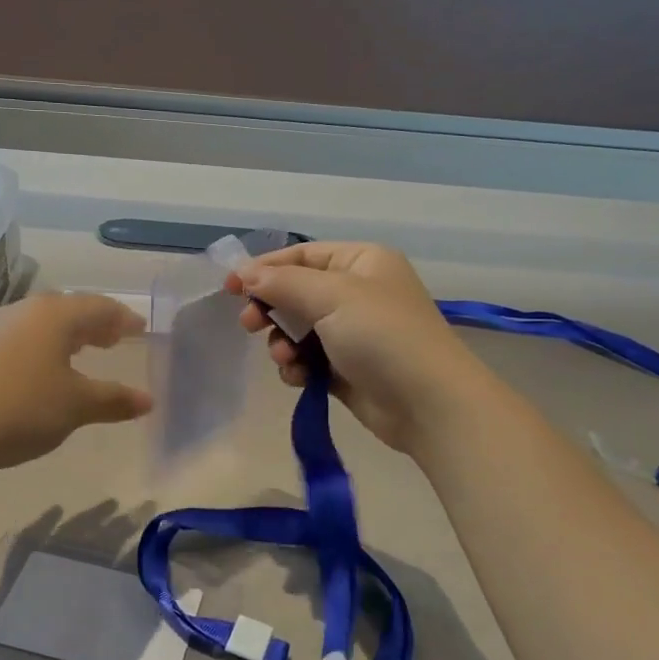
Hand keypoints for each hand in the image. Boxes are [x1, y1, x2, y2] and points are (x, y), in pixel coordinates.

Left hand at [0, 292, 151, 473]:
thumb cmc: (22, 409)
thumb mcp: (76, 406)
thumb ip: (114, 400)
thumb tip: (148, 400)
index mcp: (55, 314)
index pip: (100, 307)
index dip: (123, 319)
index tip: (139, 329)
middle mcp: (24, 310)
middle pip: (69, 309)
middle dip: (94, 324)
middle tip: (113, 339)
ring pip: (40, 322)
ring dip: (65, 335)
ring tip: (79, 354)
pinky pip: (17, 337)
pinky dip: (39, 346)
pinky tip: (37, 370)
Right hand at [230, 242, 495, 452]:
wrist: (428, 403)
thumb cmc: (382, 335)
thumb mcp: (332, 296)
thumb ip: (283, 283)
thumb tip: (245, 273)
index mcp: (361, 262)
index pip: (302, 255)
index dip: (264, 268)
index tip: (230, 287)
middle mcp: (357, 292)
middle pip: (296, 292)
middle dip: (271, 308)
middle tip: (249, 324)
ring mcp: (353, 332)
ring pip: (298, 329)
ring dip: (282, 343)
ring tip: (284, 358)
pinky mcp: (347, 368)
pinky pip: (309, 359)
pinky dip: (298, 366)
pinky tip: (298, 378)